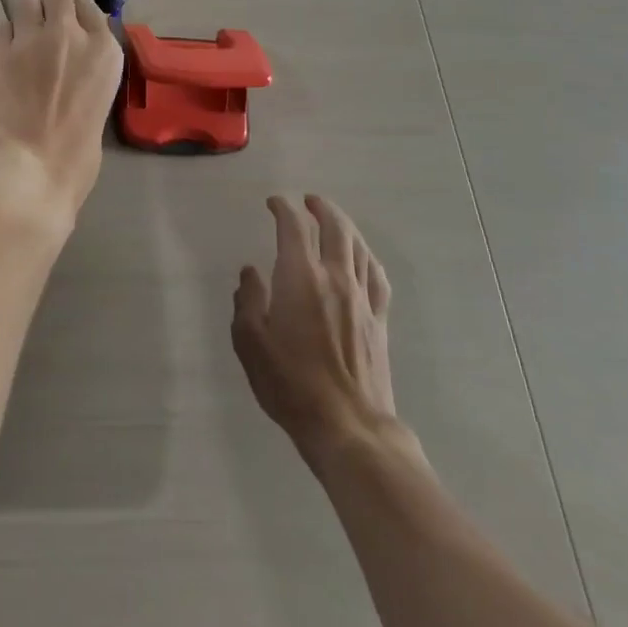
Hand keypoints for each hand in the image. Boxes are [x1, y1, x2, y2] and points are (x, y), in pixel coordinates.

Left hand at [0, 0, 124, 227]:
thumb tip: (68, 74)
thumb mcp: (97, 111)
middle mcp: (70, 35)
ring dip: (20, 15)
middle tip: (37, 26)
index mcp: (104, 53)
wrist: (28, 174)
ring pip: (23, 1)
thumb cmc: (72, 162)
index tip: (63, 18)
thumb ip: (85, 79)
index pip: (88, 5)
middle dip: (45, 5)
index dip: (73, 9)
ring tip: (16, 40)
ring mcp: (30, 40)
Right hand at [232, 194, 414, 466]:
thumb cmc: (290, 383)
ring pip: (359, 247)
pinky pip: (377, 276)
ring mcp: (362, 299)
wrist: (348, 426)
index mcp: (301, 278)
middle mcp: (336, 278)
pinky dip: (367, 256)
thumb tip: (251, 273)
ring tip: (333, 219)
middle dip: (321, 208)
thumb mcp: (250, 342)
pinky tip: (362, 257)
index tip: (273, 203)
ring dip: (345, 226)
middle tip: (308, 200)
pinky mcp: (379, 321)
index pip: (294, 228)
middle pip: (335, 228)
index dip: (283, 209)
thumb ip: (248, 301)